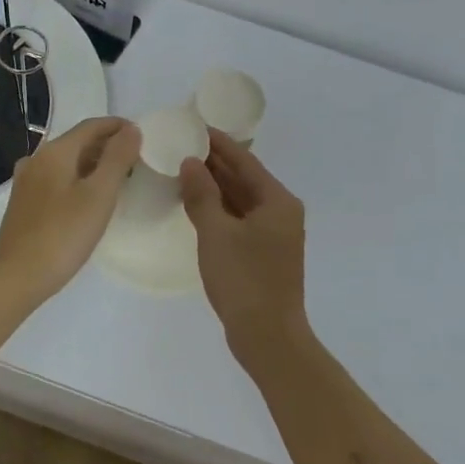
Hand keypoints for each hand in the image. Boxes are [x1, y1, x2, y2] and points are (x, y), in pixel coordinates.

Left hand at [0, 117, 141, 305]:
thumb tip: (131, 130)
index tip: (143, 136)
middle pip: (78, 142)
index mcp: (55, 152)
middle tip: (137, 160)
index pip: (91, 126)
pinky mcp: (24, 203)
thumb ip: (118, 158)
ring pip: (67, 162)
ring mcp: (27, 182)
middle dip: (108, 145)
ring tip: (120, 179)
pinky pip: (58, 179)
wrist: (16, 277)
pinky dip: (79, 179)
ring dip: (94, 163)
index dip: (118, 127)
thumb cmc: (63, 235)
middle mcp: (37, 159)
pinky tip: (91, 198)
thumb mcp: (99, 195)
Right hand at [180, 131, 306, 355]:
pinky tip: (197, 205)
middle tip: (183, 146)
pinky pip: (240, 219)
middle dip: (215, 164)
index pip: (245, 161)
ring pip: (242, 200)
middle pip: (245, 179)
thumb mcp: (216, 233)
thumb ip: (202, 194)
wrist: (268, 337)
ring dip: (216, 187)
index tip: (196, 126)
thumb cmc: (244, 279)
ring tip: (184, 170)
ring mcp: (275, 234)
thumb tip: (191, 162)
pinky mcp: (264, 253)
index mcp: (277, 201)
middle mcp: (281, 212)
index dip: (219, 143)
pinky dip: (220, 210)